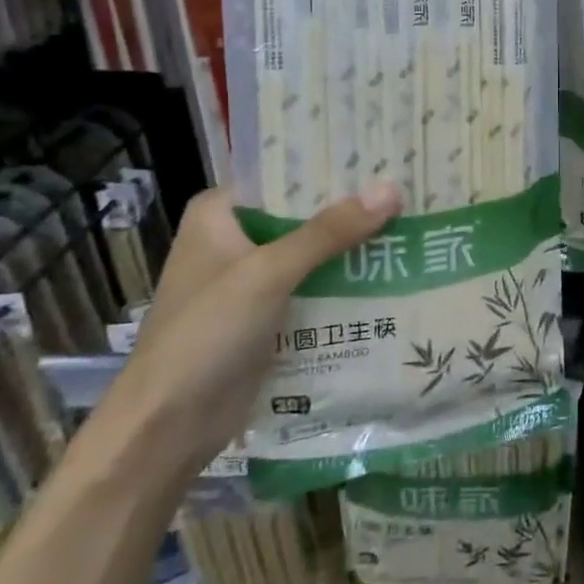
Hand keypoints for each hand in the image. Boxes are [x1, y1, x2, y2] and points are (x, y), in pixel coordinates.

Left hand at [103, 182, 402, 478]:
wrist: (167, 428)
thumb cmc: (205, 334)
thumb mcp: (269, 273)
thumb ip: (330, 231)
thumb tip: (392, 187)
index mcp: (220, 213)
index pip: (285, 175)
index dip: (334, 166)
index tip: (386, 155)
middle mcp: (236, 239)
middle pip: (304, 213)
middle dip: (353, 207)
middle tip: (412, 189)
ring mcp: (253, 280)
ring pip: (314, 251)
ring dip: (355, 246)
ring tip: (416, 224)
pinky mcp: (269, 315)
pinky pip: (315, 287)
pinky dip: (347, 281)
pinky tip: (394, 272)